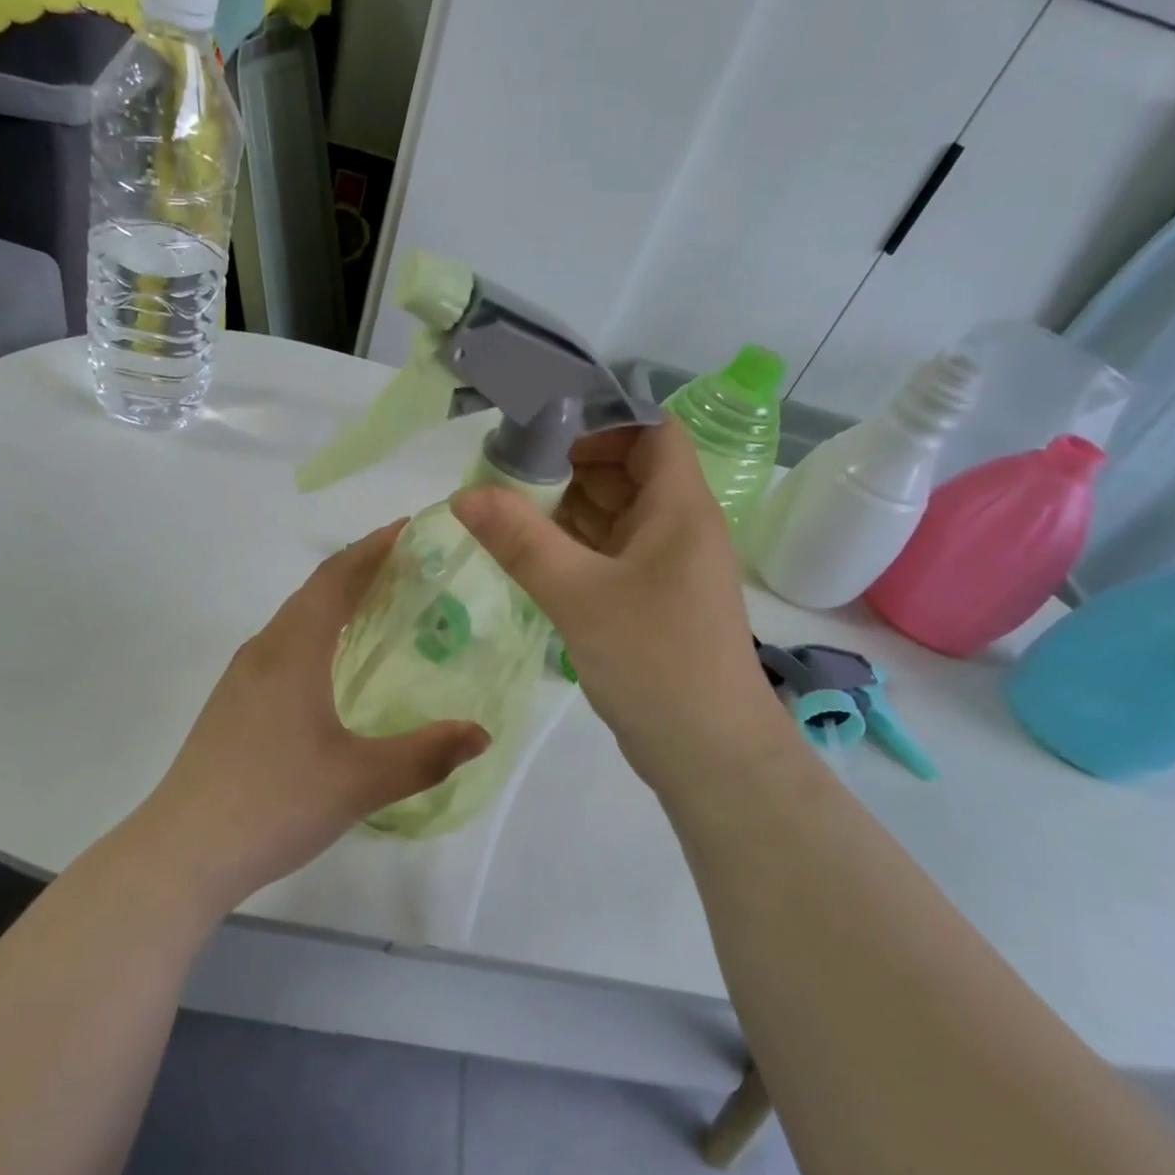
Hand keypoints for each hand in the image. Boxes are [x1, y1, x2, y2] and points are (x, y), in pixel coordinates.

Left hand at [134, 524, 490, 914]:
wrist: (183, 851)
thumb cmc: (275, 803)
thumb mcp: (361, 781)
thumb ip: (426, 755)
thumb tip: (482, 734)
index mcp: (293, 651)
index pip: (336, 579)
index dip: (373, 548)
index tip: (409, 528)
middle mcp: (264, 650)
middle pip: (314, 591)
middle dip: (359, 568)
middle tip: (408, 564)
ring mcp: (242, 677)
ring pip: (295, 619)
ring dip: (335, 600)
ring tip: (377, 604)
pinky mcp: (232, 704)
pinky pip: (283, 645)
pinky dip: (316, 631)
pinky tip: (332, 663)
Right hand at [451, 416, 787, 798]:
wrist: (710, 755)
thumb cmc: (656, 663)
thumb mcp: (579, 595)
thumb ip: (521, 541)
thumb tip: (465, 493)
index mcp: (679, 508)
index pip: (650, 430)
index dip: (601, 420)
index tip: (542, 429)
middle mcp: (677, 526)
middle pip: (626, 469)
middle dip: (568, 463)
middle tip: (505, 470)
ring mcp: (664, 565)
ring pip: (613, 513)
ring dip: (566, 506)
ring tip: (506, 507)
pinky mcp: (650, 598)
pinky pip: (608, 552)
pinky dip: (572, 544)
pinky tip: (529, 551)